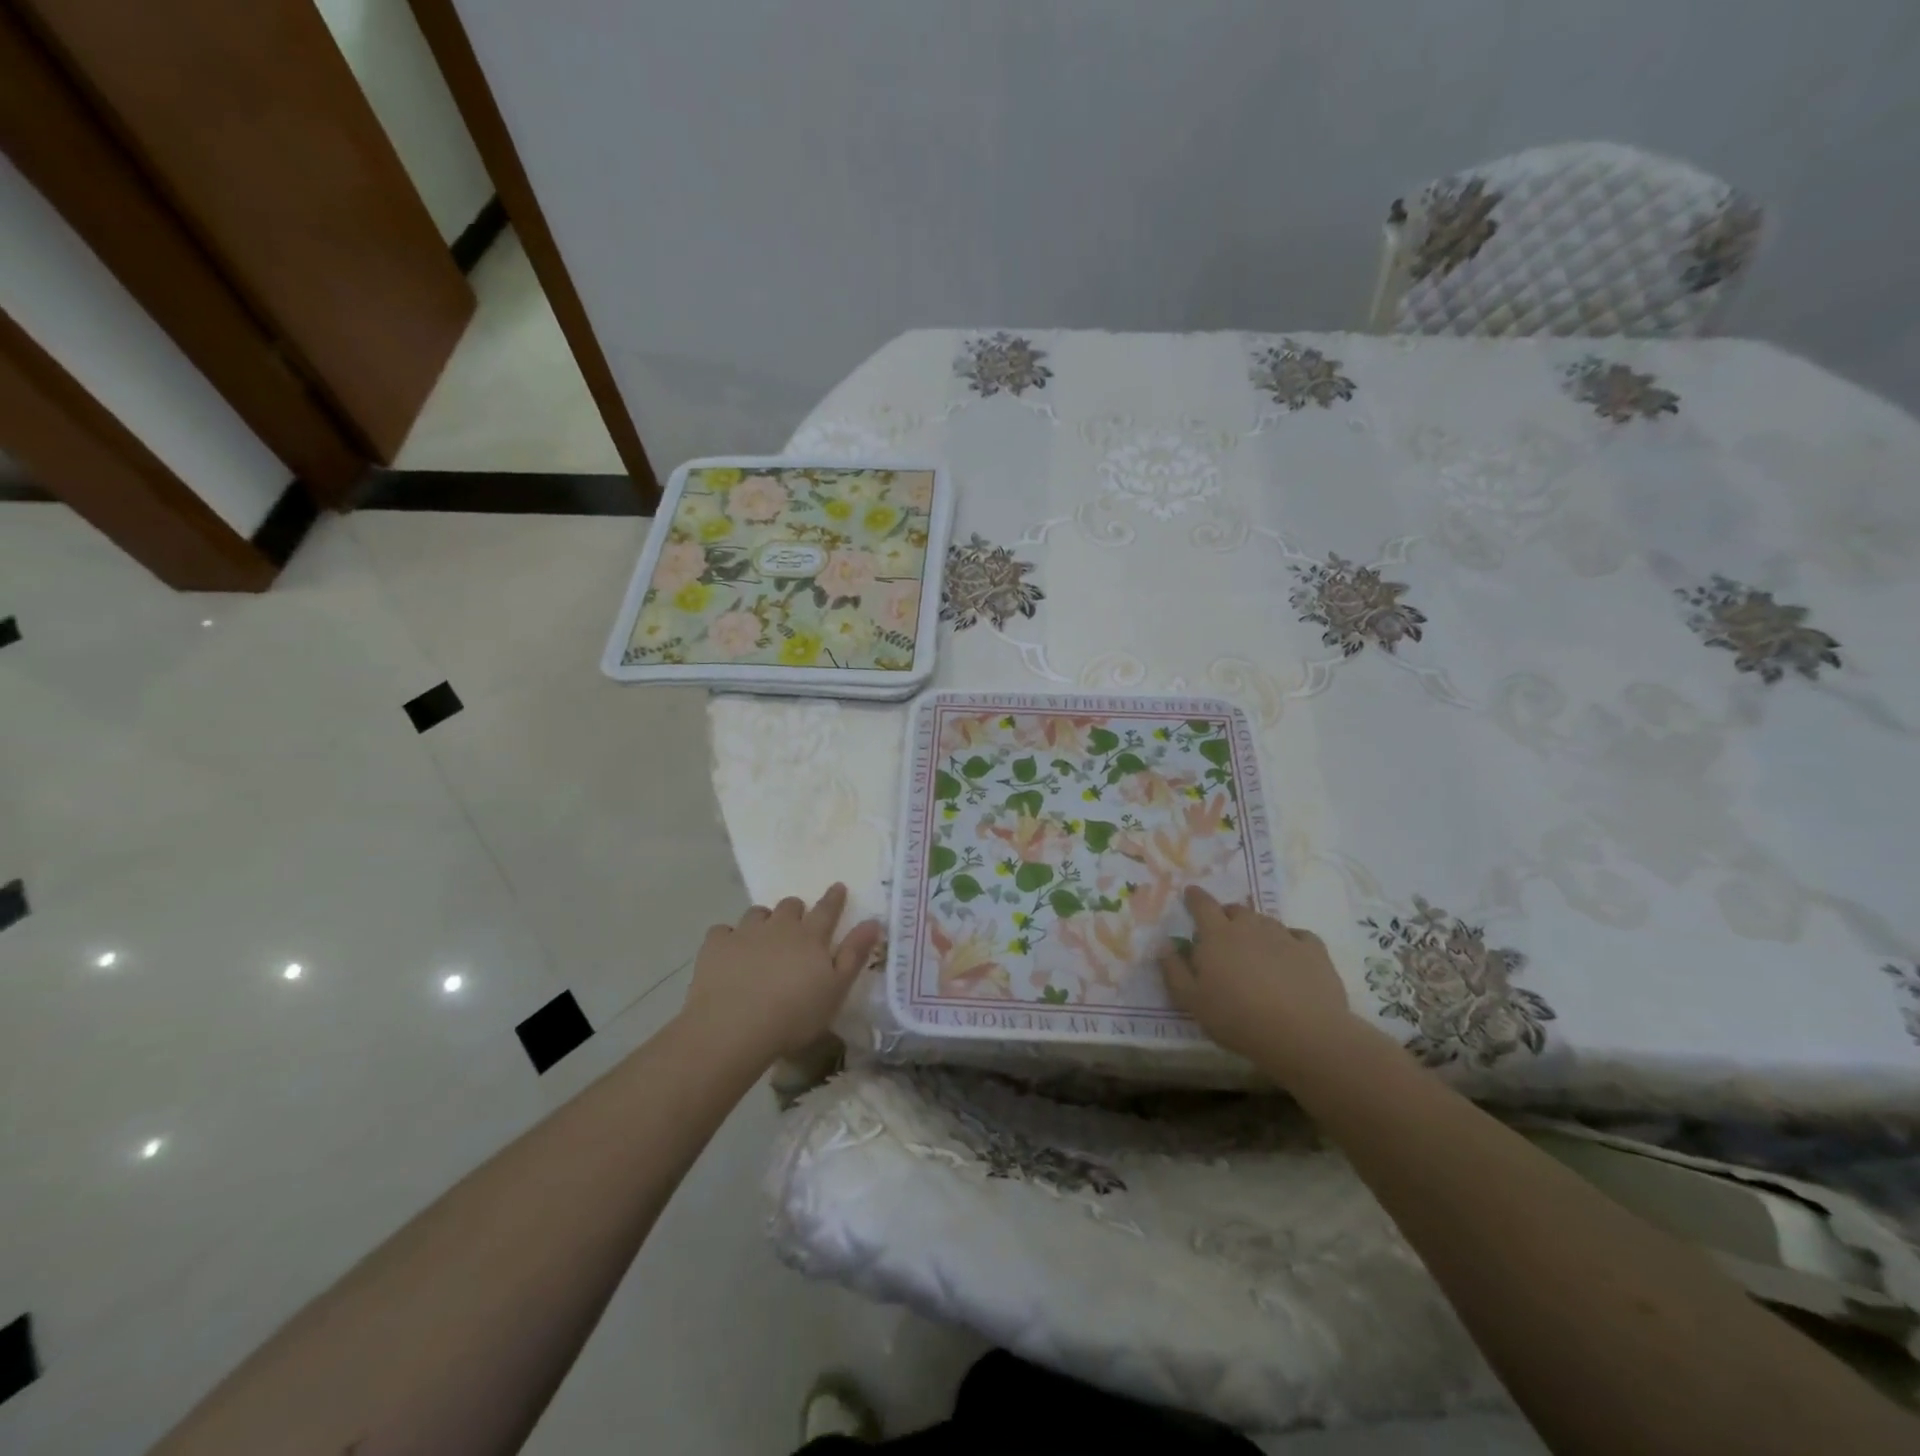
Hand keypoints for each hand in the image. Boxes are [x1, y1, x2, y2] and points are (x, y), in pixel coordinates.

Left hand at [681, 884, 883, 1062]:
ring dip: (763, 920)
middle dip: (796, 910)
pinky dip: (728, 937)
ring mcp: (745, 933)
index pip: (827, 909)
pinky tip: (728, 951)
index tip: (838, 887)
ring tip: (762, 937)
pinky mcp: (716, 946)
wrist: (734, 1028)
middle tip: (797, 924)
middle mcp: (779, 927)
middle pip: (790, 906)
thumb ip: (854, 954)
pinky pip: (723, 931)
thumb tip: (873, 921)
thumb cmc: (794, 1015)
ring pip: (757, 913)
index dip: (834, 898)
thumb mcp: (836, 990)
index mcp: (811, 937)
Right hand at [1159, 886, 1355, 1067]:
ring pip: (1266, 922)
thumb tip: (1165, 945)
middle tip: (1222, 934)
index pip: (1202, 905)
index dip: (1195, 897)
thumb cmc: (1238, 1018)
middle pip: (1235, 910)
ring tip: (1255, 950)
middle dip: (1226, 916)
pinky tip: (1291, 956)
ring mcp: (1285, 936)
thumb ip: (1174, 971)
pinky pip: (1299, 936)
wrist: (1304, 1035)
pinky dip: (1291, 941)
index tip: (1190, 893)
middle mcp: (1250, 926)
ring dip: (1256, 929)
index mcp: (1217, 935)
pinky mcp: (1314, 951)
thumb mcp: (1192, 1002)